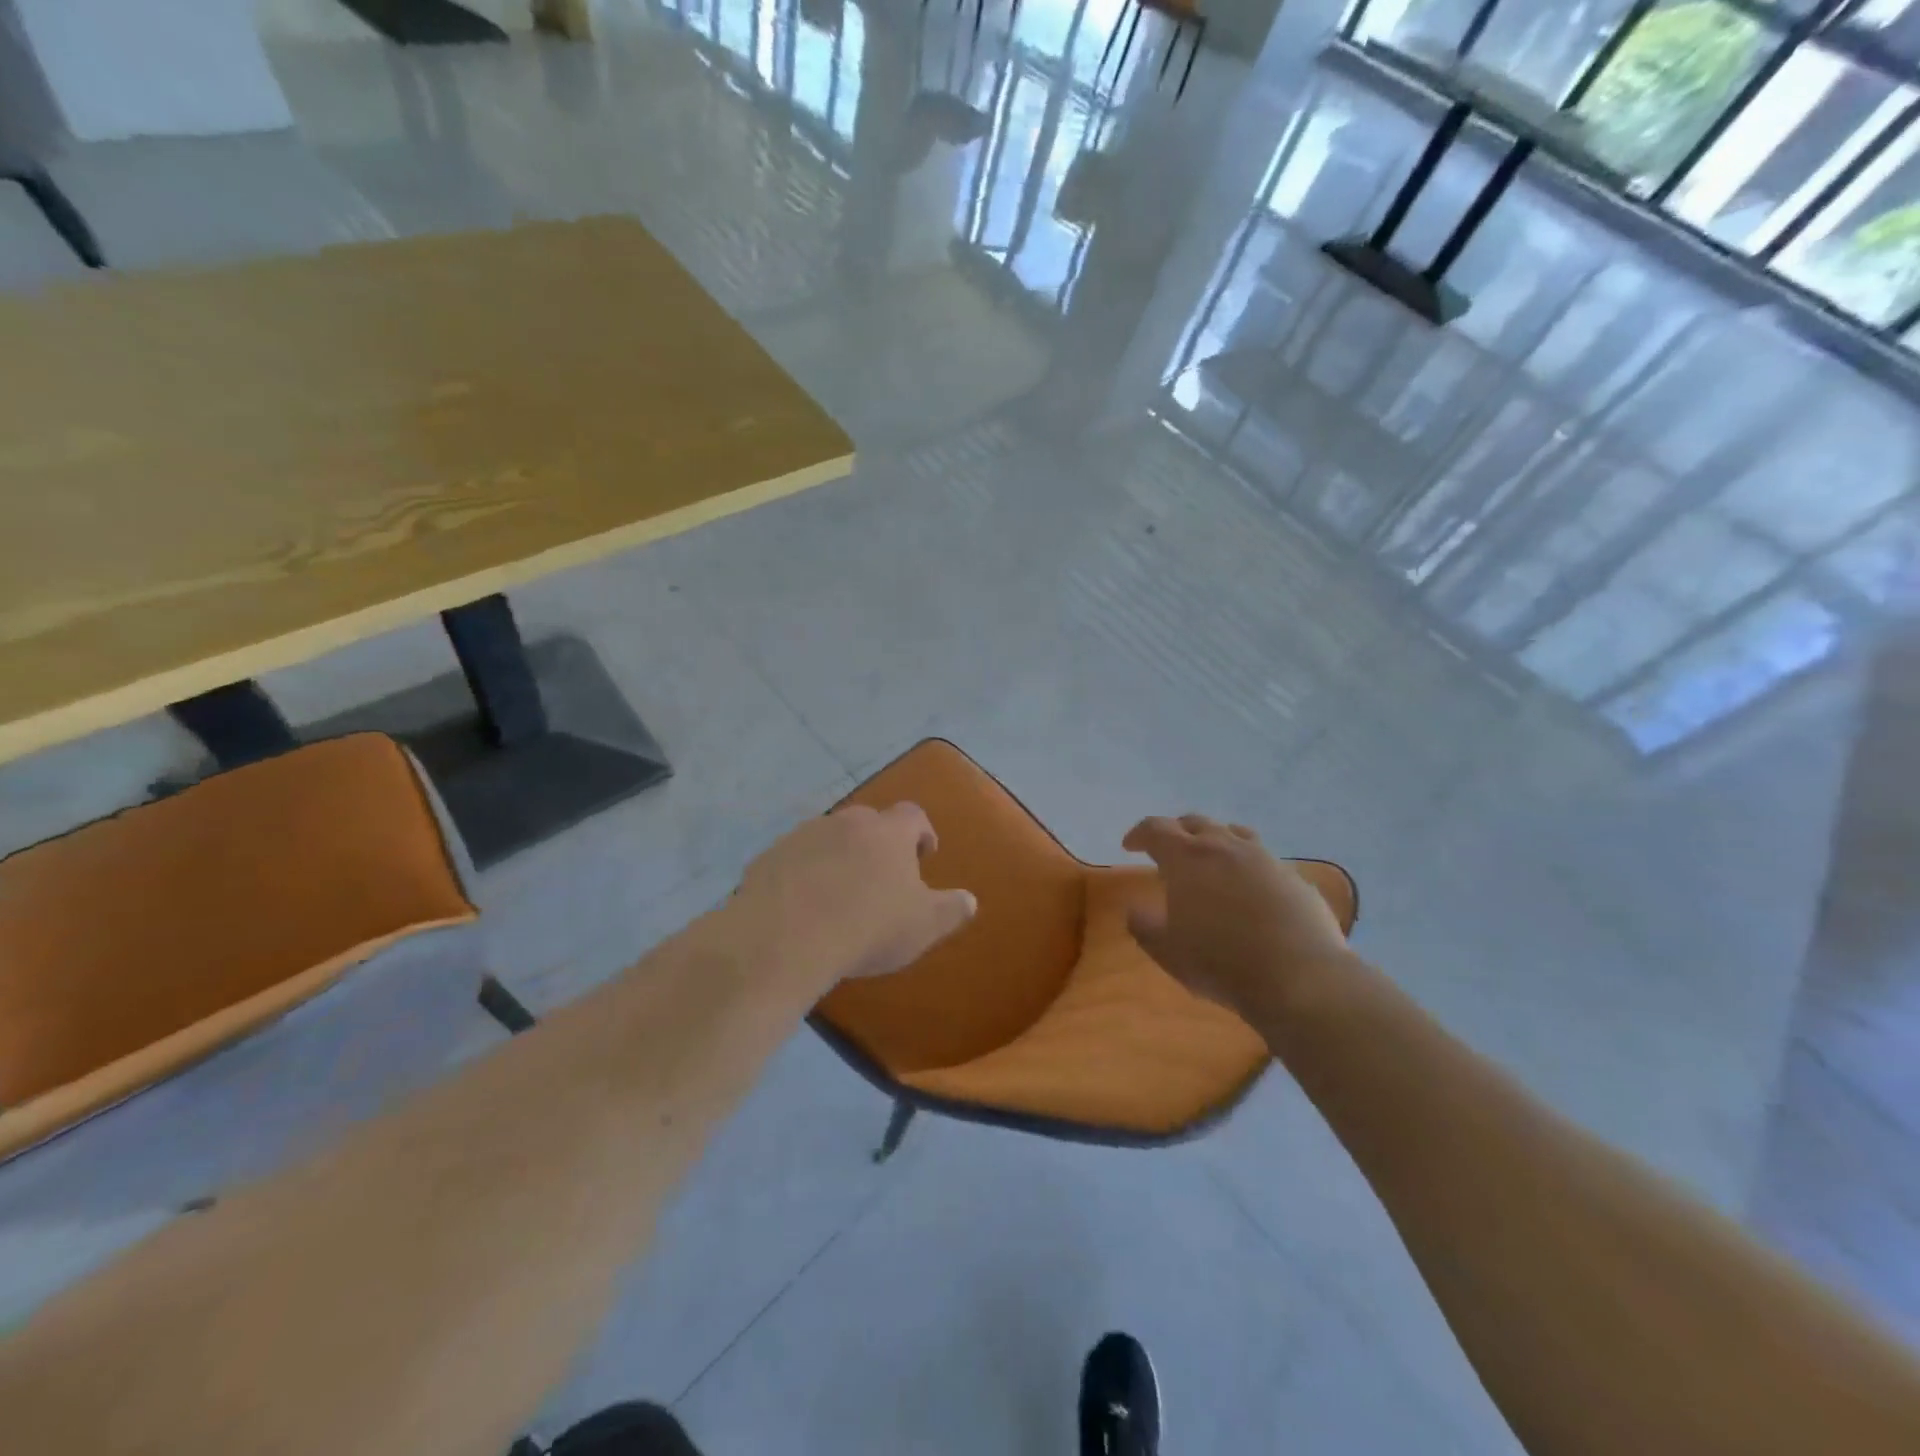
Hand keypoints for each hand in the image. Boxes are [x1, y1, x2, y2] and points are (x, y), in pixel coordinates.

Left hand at [733, 803, 976, 990]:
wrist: (784, 938)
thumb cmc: (868, 927)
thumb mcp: (923, 926)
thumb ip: (951, 910)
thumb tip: (970, 900)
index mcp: (888, 832)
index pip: (913, 815)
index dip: (921, 832)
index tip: (924, 854)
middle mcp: (846, 822)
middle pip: (868, 822)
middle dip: (877, 843)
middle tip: (881, 877)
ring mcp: (802, 836)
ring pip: (828, 838)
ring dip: (837, 857)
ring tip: (838, 893)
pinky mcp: (768, 856)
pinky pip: (793, 859)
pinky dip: (802, 874)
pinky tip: (801, 906)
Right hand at [1122, 814, 1351, 1023]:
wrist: (1300, 977)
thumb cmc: (1221, 962)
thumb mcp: (1167, 951)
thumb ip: (1144, 926)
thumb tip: (1134, 909)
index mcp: (1187, 858)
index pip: (1155, 829)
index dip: (1139, 834)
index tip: (1130, 846)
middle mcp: (1225, 846)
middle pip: (1195, 822)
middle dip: (1176, 831)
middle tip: (1167, 849)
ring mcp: (1265, 858)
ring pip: (1234, 833)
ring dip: (1215, 839)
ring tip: (1211, 858)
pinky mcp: (1295, 877)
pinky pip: (1264, 859)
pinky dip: (1248, 864)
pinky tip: (1250, 888)